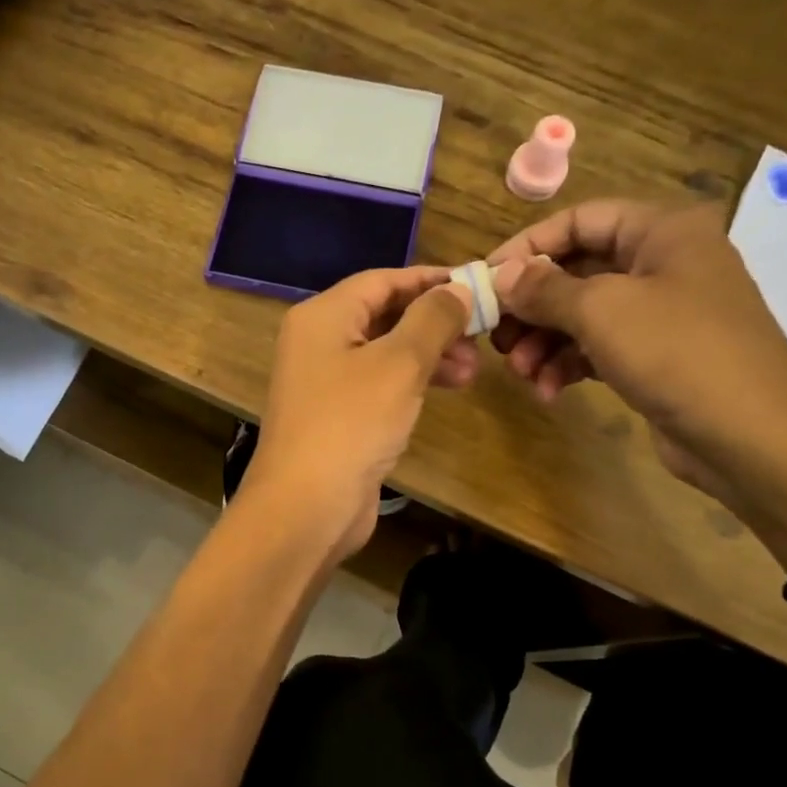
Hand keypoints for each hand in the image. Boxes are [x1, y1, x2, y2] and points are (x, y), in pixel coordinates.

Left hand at [239, 267, 474, 558]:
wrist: (305, 506)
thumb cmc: (351, 423)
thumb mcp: (399, 364)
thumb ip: (432, 320)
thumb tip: (458, 289)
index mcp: (323, 316)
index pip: (382, 280)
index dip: (430, 280)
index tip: (476, 286)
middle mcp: (318, 342)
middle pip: (384, 315)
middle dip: (434, 323)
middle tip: (481, 336)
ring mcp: (324, 382)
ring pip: (385, 352)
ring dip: (429, 356)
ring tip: (472, 371)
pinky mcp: (336, 416)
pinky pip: (379, 385)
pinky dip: (411, 383)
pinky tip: (445, 390)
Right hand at [487, 201, 786, 516]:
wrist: (754, 436)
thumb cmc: (678, 352)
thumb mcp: (602, 311)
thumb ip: (544, 288)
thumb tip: (500, 275)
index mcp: (662, 231)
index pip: (579, 220)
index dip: (528, 247)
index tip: (485, 281)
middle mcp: (662, 263)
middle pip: (576, 270)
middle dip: (531, 307)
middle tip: (496, 337)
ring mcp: (661, 313)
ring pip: (582, 315)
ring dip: (544, 343)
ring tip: (521, 373)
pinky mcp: (656, 356)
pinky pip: (597, 348)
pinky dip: (568, 365)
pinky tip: (548, 391)